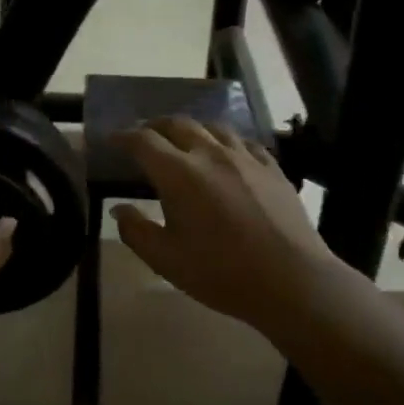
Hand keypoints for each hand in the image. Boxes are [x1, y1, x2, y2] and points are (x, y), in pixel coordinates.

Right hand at [111, 118, 349, 350]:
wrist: (291, 281)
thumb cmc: (221, 273)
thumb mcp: (166, 260)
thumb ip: (136, 231)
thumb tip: (119, 209)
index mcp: (179, 174)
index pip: (144, 142)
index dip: (123, 137)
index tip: (112, 141)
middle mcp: (210, 154)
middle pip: (177, 124)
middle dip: (155, 126)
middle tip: (144, 136)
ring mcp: (245, 158)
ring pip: (213, 127)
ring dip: (190, 129)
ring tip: (183, 140)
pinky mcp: (272, 167)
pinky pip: (243, 142)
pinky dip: (225, 141)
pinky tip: (226, 154)